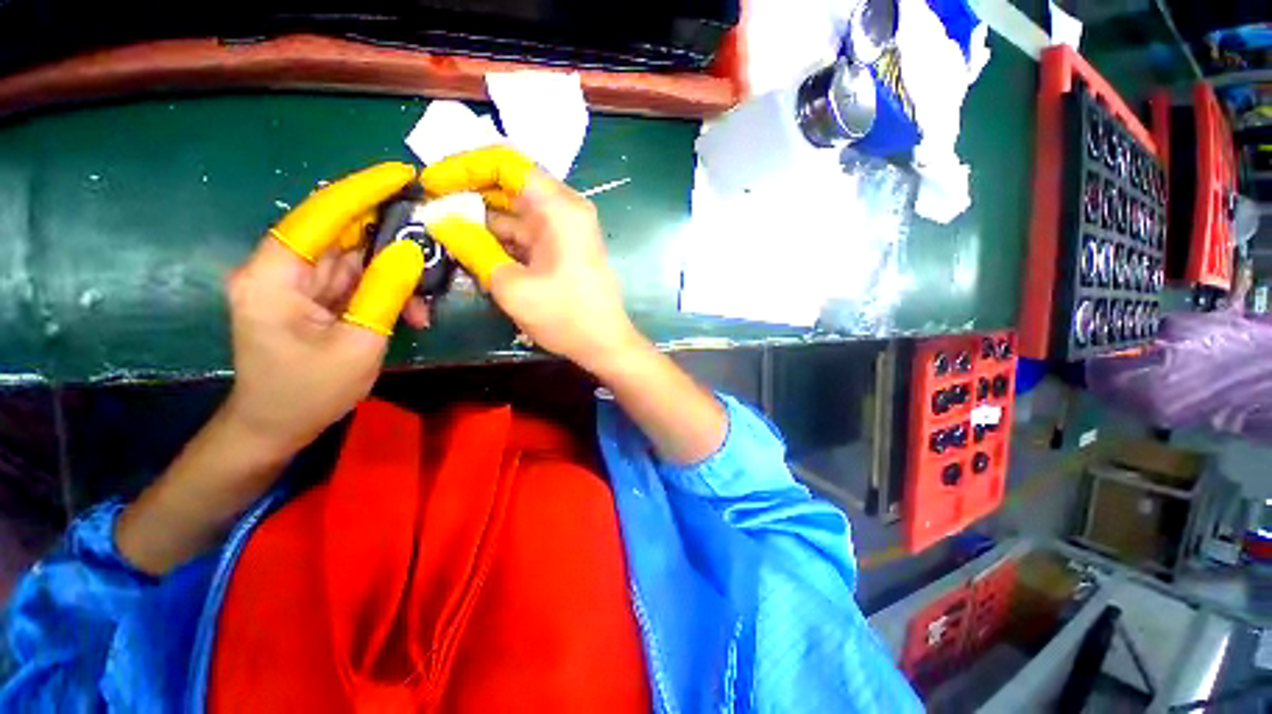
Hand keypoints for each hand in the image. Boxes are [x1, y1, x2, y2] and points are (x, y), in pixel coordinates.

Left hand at [225, 162, 428, 457]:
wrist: (276, 426)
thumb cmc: (310, 392)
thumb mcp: (358, 344)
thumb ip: (384, 293)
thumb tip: (411, 251)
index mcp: (274, 277)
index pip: (319, 216)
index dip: (361, 191)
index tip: (402, 175)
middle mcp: (279, 270)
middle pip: (339, 233)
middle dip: (390, 236)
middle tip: (434, 236)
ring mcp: (295, 283)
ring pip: (353, 258)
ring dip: (394, 274)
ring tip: (425, 300)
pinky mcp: (310, 297)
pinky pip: (354, 280)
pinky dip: (385, 290)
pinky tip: (410, 311)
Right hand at [421, 147, 639, 372]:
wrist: (605, 344)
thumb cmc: (565, 317)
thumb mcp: (512, 286)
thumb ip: (472, 247)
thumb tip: (438, 219)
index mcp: (559, 208)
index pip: (506, 163)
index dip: (463, 166)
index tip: (431, 183)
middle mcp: (564, 210)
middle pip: (509, 185)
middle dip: (467, 194)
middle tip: (430, 210)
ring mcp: (564, 230)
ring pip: (514, 212)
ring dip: (481, 221)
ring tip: (442, 232)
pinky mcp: (561, 248)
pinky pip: (525, 234)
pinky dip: (499, 240)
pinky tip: (471, 250)